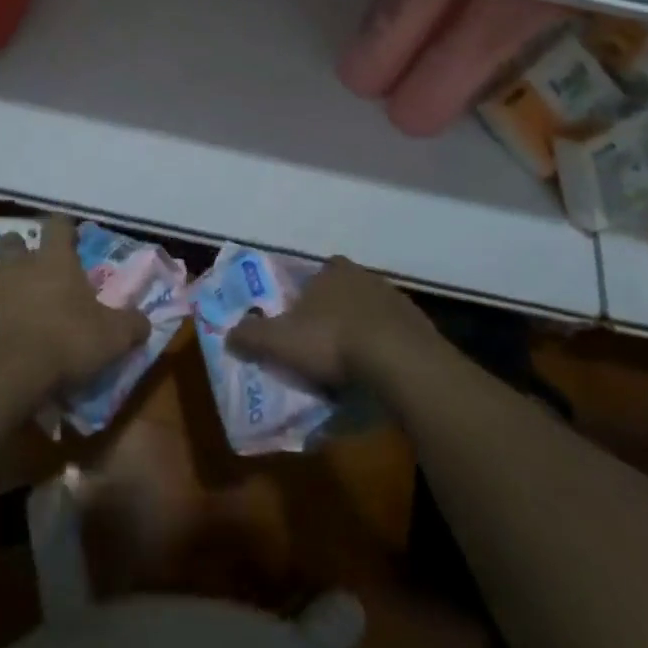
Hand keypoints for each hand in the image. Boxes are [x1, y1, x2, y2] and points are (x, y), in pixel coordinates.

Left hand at [0, 226, 149, 404]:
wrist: (4, 378)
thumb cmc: (64, 344)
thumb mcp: (112, 338)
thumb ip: (131, 325)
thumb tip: (145, 322)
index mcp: (53, 260)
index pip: (58, 225)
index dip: (64, 228)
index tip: (70, 237)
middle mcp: (17, 266)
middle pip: (13, 240)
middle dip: (21, 248)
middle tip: (33, 267)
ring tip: (10, 298)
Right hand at [226, 256, 439, 389]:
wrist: (399, 362)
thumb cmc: (333, 341)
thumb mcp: (280, 341)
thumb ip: (251, 335)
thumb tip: (228, 334)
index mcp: (332, 271)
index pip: (314, 275)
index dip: (303, 296)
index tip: (297, 321)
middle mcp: (365, 277)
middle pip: (342, 293)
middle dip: (332, 315)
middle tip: (320, 347)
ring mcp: (396, 300)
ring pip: (370, 315)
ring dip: (360, 334)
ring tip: (348, 367)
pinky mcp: (419, 327)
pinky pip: (394, 338)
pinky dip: (384, 352)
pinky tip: (376, 376)